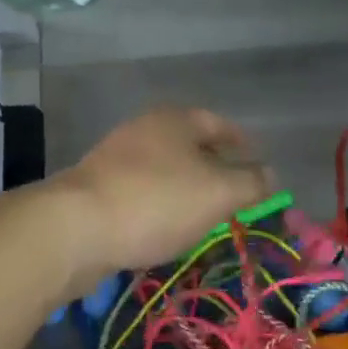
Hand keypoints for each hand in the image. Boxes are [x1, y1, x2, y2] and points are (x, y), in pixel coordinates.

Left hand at [59, 108, 275, 273]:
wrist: (75, 228)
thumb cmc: (156, 201)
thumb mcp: (218, 193)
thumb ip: (251, 183)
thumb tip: (271, 174)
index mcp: (176, 119)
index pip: (220, 124)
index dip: (244, 144)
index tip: (259, 167)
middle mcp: (145, 129)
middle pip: (191, 145)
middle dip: (216, 168)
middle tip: (236, 196)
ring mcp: (117, 157)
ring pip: (166, 169)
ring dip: (188, 189)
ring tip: (206, 217)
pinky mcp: (98, 187)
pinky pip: (143, 191)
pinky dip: (162, 204)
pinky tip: (166, 228)